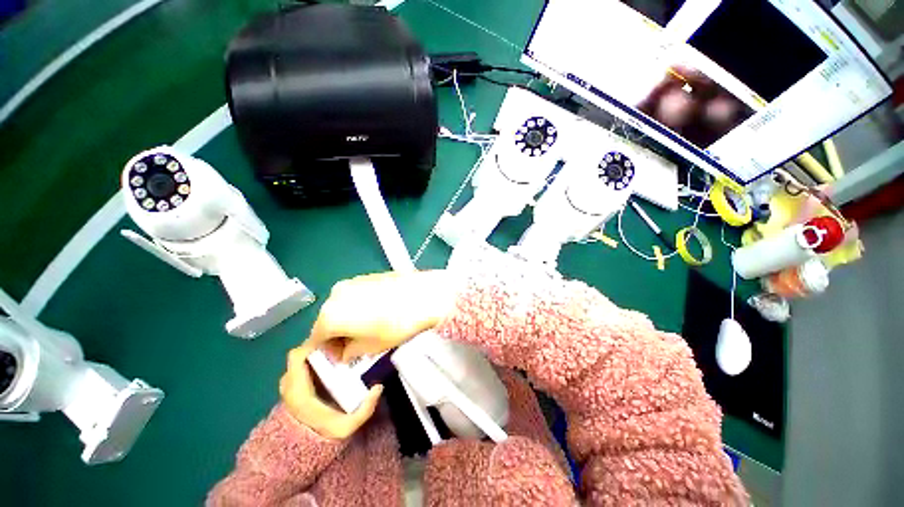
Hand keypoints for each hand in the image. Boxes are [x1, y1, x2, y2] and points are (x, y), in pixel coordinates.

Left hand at [280, 345, 382, 439]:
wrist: (302, 450)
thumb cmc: (323, 434)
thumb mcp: (347, 426)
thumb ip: (365, 409)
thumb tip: (379, 387)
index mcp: (298, 390)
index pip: (297, 356)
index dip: (313, 344)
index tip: (334, 341)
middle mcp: (290, 384)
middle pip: (301, 353)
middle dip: (319, 345)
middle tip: (341, 344)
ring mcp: (289, 384)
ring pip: (301, 358)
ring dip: (317, 352)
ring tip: (338, 351)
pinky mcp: (292, 386)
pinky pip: (301, 365)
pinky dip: (313, 359)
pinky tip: (331, 362)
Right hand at [306, 271, 456, 362]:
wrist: (424, 294)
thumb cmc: (397, 324)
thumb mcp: (372, 347)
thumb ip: (350, 353)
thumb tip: (345, 353)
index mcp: (330, 315)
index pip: (316, 340)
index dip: (327, 352)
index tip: (341, 358)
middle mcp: (335, 295)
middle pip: (328, 320)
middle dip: (338, 335)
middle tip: (355, 345)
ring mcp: (352, 282)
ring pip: (342, 306)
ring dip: (348, 320)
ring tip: (369, 328)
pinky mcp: (366, 276)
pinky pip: (354, 295)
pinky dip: (359, 306)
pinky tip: (378, 311)